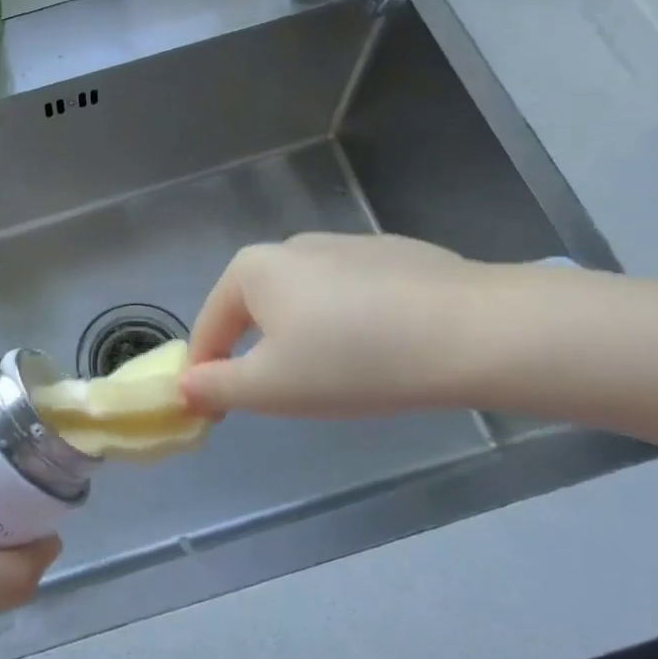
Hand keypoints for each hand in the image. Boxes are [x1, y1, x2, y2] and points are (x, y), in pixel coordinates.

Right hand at [181, 233, 487, 417]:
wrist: (473, 331)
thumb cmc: (352, 360)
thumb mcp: (270, 387)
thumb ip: (216, 387)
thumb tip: (184, 386)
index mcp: (253, 269)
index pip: (209, 327)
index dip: (206, 373)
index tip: (216, 413)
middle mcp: (292, 245)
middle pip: (256, 310)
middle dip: (259, 354)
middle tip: (285, 398)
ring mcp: (346, 245)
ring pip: (305, 302)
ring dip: (305, 338)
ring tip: (340, 377)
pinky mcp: (394, 255)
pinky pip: (351, 296)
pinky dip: (350, 323)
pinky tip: (382, 350)